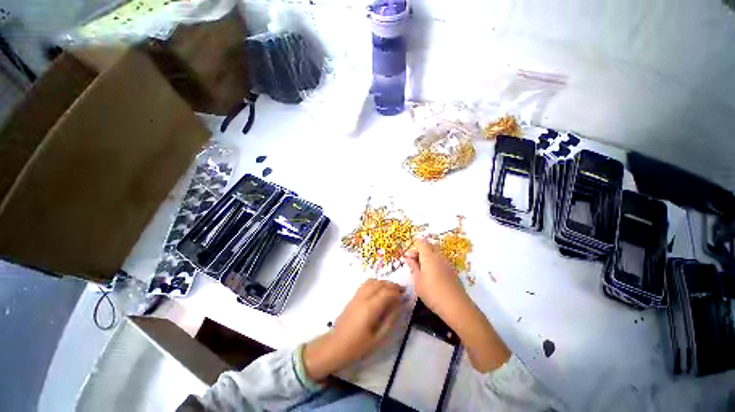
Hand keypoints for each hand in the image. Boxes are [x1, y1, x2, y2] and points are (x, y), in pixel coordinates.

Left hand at [303, 279, 403, 380]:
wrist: (335, 345)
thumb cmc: (358, 346)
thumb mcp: (378, 338)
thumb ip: (390, 320)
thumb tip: (399, 306)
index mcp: (370, 308)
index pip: (386, 292)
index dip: (397, 292)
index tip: (405, 296)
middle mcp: (363, 297)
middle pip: (380, 284)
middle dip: (392, 285)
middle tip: (402, 291)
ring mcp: (357, 295)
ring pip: (372, 281)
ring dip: (384, 282)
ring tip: (392, 290)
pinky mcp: (353, 296)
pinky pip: (366, 284)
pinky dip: (375, 283)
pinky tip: (379, 291)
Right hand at [405, 239, 510, 371]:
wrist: (461, 312)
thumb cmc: (435, 296)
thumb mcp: (418, 281)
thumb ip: (413, 267)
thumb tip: (409, 258)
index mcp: (431, 257)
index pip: (421, 242)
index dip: (413, 248)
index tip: (407, 259)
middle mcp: (441, 257)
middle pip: (428, 246)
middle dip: (419, 253)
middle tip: (412, 266)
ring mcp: (449, 265)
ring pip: (435, 255)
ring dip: (426, 260)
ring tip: (420, 274)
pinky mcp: (454, 274)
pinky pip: (440, 263)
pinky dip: (433, 266)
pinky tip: (431, 280)